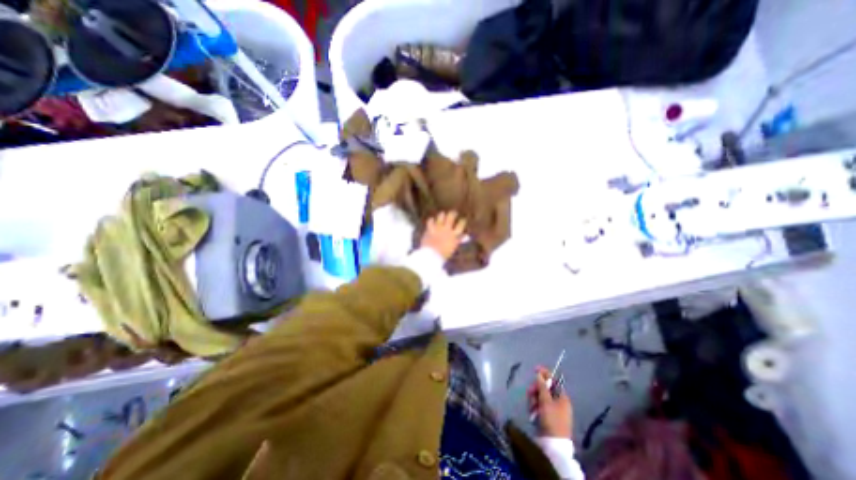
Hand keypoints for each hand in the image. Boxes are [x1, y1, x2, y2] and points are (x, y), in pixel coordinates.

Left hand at [419, 213, 465, 260]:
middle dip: (453, 213)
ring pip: (441, 216)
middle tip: (453, 213)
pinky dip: (431, 220)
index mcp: (454, 235)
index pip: (461, 225)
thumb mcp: (454, 247)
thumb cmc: (444, 254)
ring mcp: (438, 228)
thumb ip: (460, 240)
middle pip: (451, 217)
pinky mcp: (430, 229)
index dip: (462, 221)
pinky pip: (430, 221)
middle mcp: (447, 230)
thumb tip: (467, 236)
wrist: (432, 256)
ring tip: (442, 215)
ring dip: (442, 215)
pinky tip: (432, 220)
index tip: (462, 220)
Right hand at [526, 368, 570, 439]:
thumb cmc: (552, 420)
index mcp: (562, 397)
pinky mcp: (548, 417)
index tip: (535, 369)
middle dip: (536, 390)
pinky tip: (532, 412)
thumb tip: (539, 374)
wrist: (553, 445)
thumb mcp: (546, 402)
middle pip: (545, 388)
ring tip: (532, 407)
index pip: (553, 380)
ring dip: (534, 399)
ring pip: (540, 397)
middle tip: (530, 393)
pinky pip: (539, 406)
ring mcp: (553, 410)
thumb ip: (542, 387)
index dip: (544, 373)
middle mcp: (559, 402)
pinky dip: (535, 407)